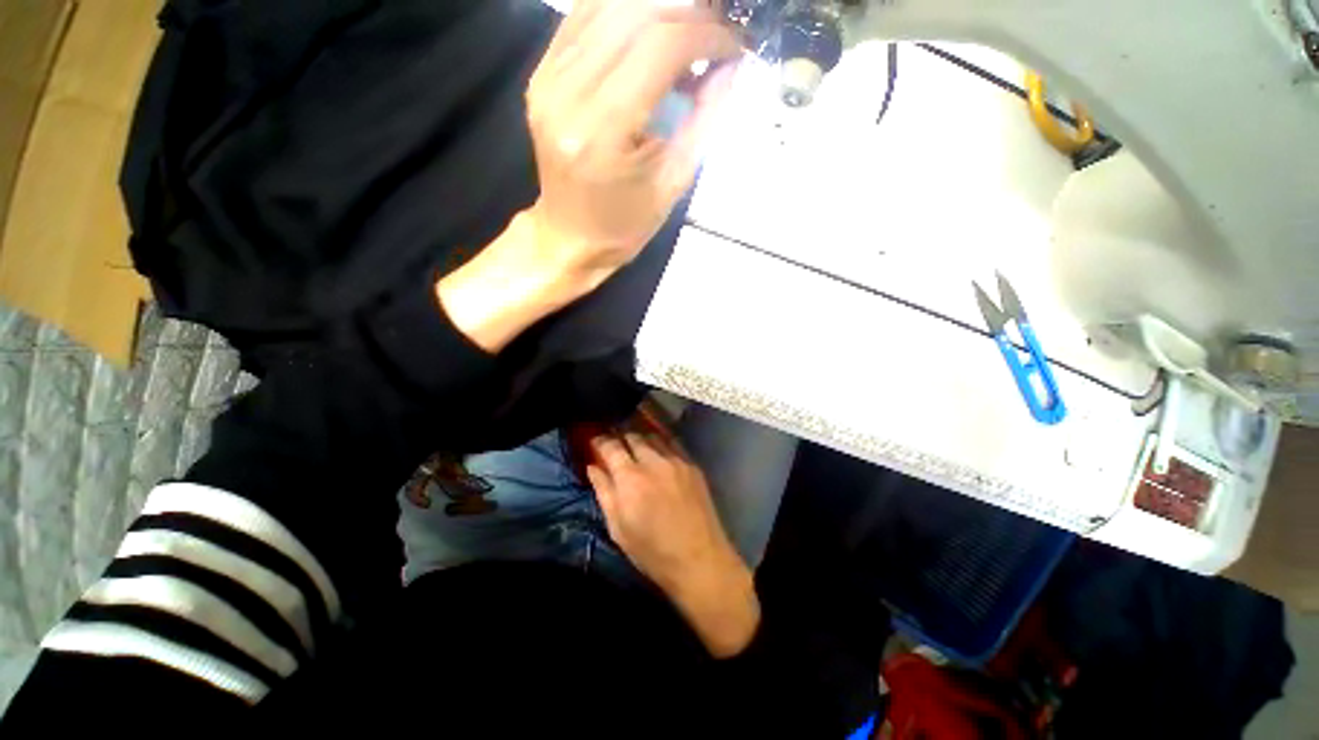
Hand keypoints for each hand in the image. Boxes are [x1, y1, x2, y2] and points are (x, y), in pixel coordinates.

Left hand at [525, 0, 741, 289]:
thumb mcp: (673, 183)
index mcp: (602, 131)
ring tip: (690, 34)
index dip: (706, 35)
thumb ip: (704, 119)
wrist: (570, 237)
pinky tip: (651, 33)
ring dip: (659, 10)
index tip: (735, 47)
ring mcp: (547, 79)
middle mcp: (566, 93)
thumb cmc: (624, 225)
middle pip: (635, 13)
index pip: (660, 46)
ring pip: (608, 4)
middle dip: (688, 13)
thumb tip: (732, 66)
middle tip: (718, 33)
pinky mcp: (541, 75)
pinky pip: (585, 18)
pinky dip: (625, 14)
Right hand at [587, 425, 759, 656]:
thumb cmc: (652, 551)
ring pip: (653, 435)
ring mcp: (676, 460)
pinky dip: (660, 441)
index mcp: (630, 479)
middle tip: (614, 443)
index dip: (599, 441)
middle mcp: (653, 462)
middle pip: (632, 435)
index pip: (611, 447)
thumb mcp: (618, 528)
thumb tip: (592, 467)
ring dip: (640, 437)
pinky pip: (672, 443)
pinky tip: (657, 448)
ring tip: (635, 444)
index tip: (594, 441)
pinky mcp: (692, 464)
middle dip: (620, 436)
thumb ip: (604, 492)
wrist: (699, 559)